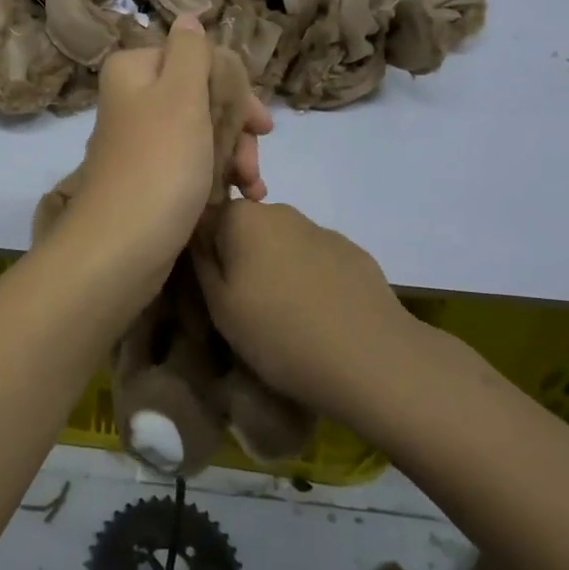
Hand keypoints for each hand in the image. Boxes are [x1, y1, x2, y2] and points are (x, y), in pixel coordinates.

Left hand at [66, 16, 271, 278]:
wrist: (122, 247)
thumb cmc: (159, 162)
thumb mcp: (181, 95)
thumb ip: (190, 52)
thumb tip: (187, 18)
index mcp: (134, 71)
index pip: (196, 59)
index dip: (234, 87)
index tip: (260, 122)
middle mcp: (133, 100)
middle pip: (202, 97)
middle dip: (237, 128)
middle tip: (256, 156)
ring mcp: (141, 141)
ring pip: (202, 132)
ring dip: (234, 156)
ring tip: (253, 187)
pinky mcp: (149, 177)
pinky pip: (191, 164)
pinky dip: (218, 176)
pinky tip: (242, 197)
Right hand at [192, 200, 407, 417]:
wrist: (371, 358)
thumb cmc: (280, 333)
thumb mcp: (219, 307)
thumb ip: (201, 263)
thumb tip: (197, 236)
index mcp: (242, 218)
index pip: (206, 219)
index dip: (203, 253)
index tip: (208, 289)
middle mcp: (281, 211)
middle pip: (246, 229)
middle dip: (240, 258)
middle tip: (242, 306)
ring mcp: (321, 230)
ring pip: (283, 244)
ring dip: (276, 269)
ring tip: (284, 316)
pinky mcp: (354, 253)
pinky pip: (317, 260)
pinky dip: (310, 279)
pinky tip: (319, 316)